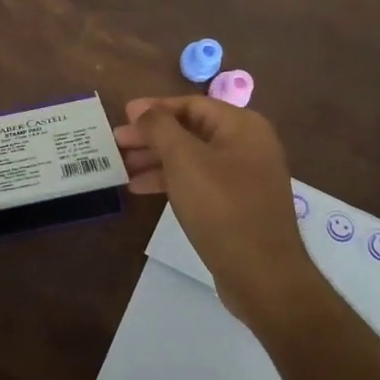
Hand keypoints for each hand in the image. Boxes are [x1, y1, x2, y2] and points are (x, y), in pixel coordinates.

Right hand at [112, 97, 316, 329]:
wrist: (263, 275)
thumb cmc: (222, 207)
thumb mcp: (185, 160)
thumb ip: (160, 128)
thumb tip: (142, 110)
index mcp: (242, 126)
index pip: (191, 104)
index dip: (154, 108)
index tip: (122, 115)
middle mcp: (247, 145)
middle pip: (190, 130)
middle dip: (151, 136)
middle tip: (116, 143)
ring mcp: (244, 176)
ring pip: (191, 157)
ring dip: (155, 159)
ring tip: (121, 167)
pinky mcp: (237, 204)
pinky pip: (198, 181)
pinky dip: (170, 180)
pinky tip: (141, 188)